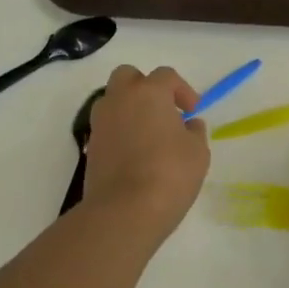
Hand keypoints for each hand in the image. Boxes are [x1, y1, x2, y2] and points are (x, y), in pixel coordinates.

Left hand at [81, 65, 210, 238]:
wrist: (123, 212)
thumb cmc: (169, 174)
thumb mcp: (198, 152)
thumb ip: (195, 132)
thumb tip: (189, 125)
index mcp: (149, 92)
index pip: (166, 76)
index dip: (183, 90)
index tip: (192, 111)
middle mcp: (120, 100)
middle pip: (128, 76)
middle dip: (145, 87)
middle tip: (163, 110)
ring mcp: (101, 124)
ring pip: (112, 101)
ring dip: (129, 109)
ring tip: (148, 133)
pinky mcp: (90, 148)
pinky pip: (106, 128)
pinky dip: (119, 132)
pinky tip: (135, 154)